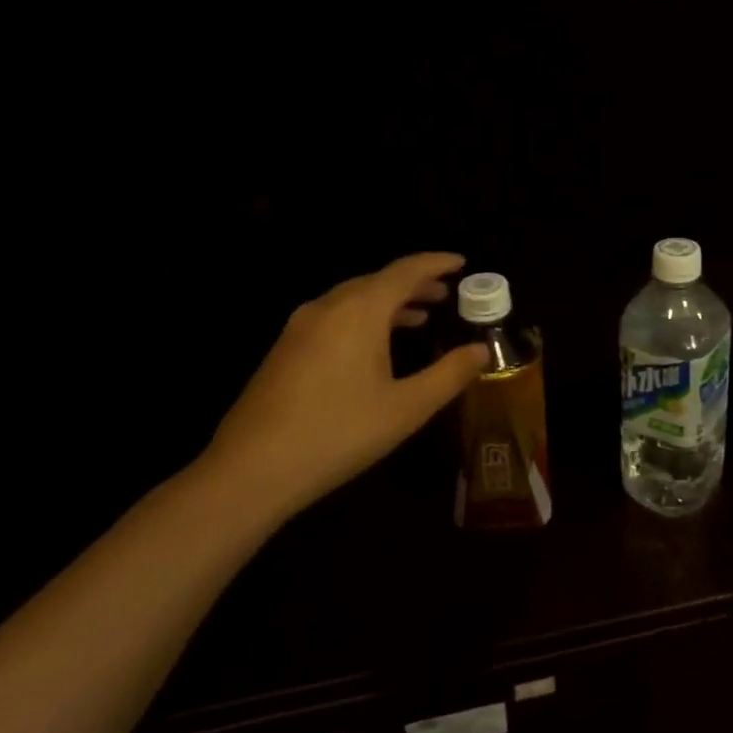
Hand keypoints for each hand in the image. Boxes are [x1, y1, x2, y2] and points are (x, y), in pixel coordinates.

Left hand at [195, 253, 489, 518]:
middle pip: (377, 281)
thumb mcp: (407, 407)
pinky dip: (363, 318)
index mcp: (359, 311)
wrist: (251, 470)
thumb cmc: (339, 433)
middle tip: (446, 292)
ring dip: (389, 302)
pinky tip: (372, 346)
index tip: (461, 262)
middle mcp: (327, 307)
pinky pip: (333, 316)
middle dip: (414, 283)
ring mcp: (299, 327)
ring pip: (353, 299)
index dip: (436, 263)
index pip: (405, 271)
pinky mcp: (284, 349)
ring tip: (419, 316)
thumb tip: (482, 350)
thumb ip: (449, 374)